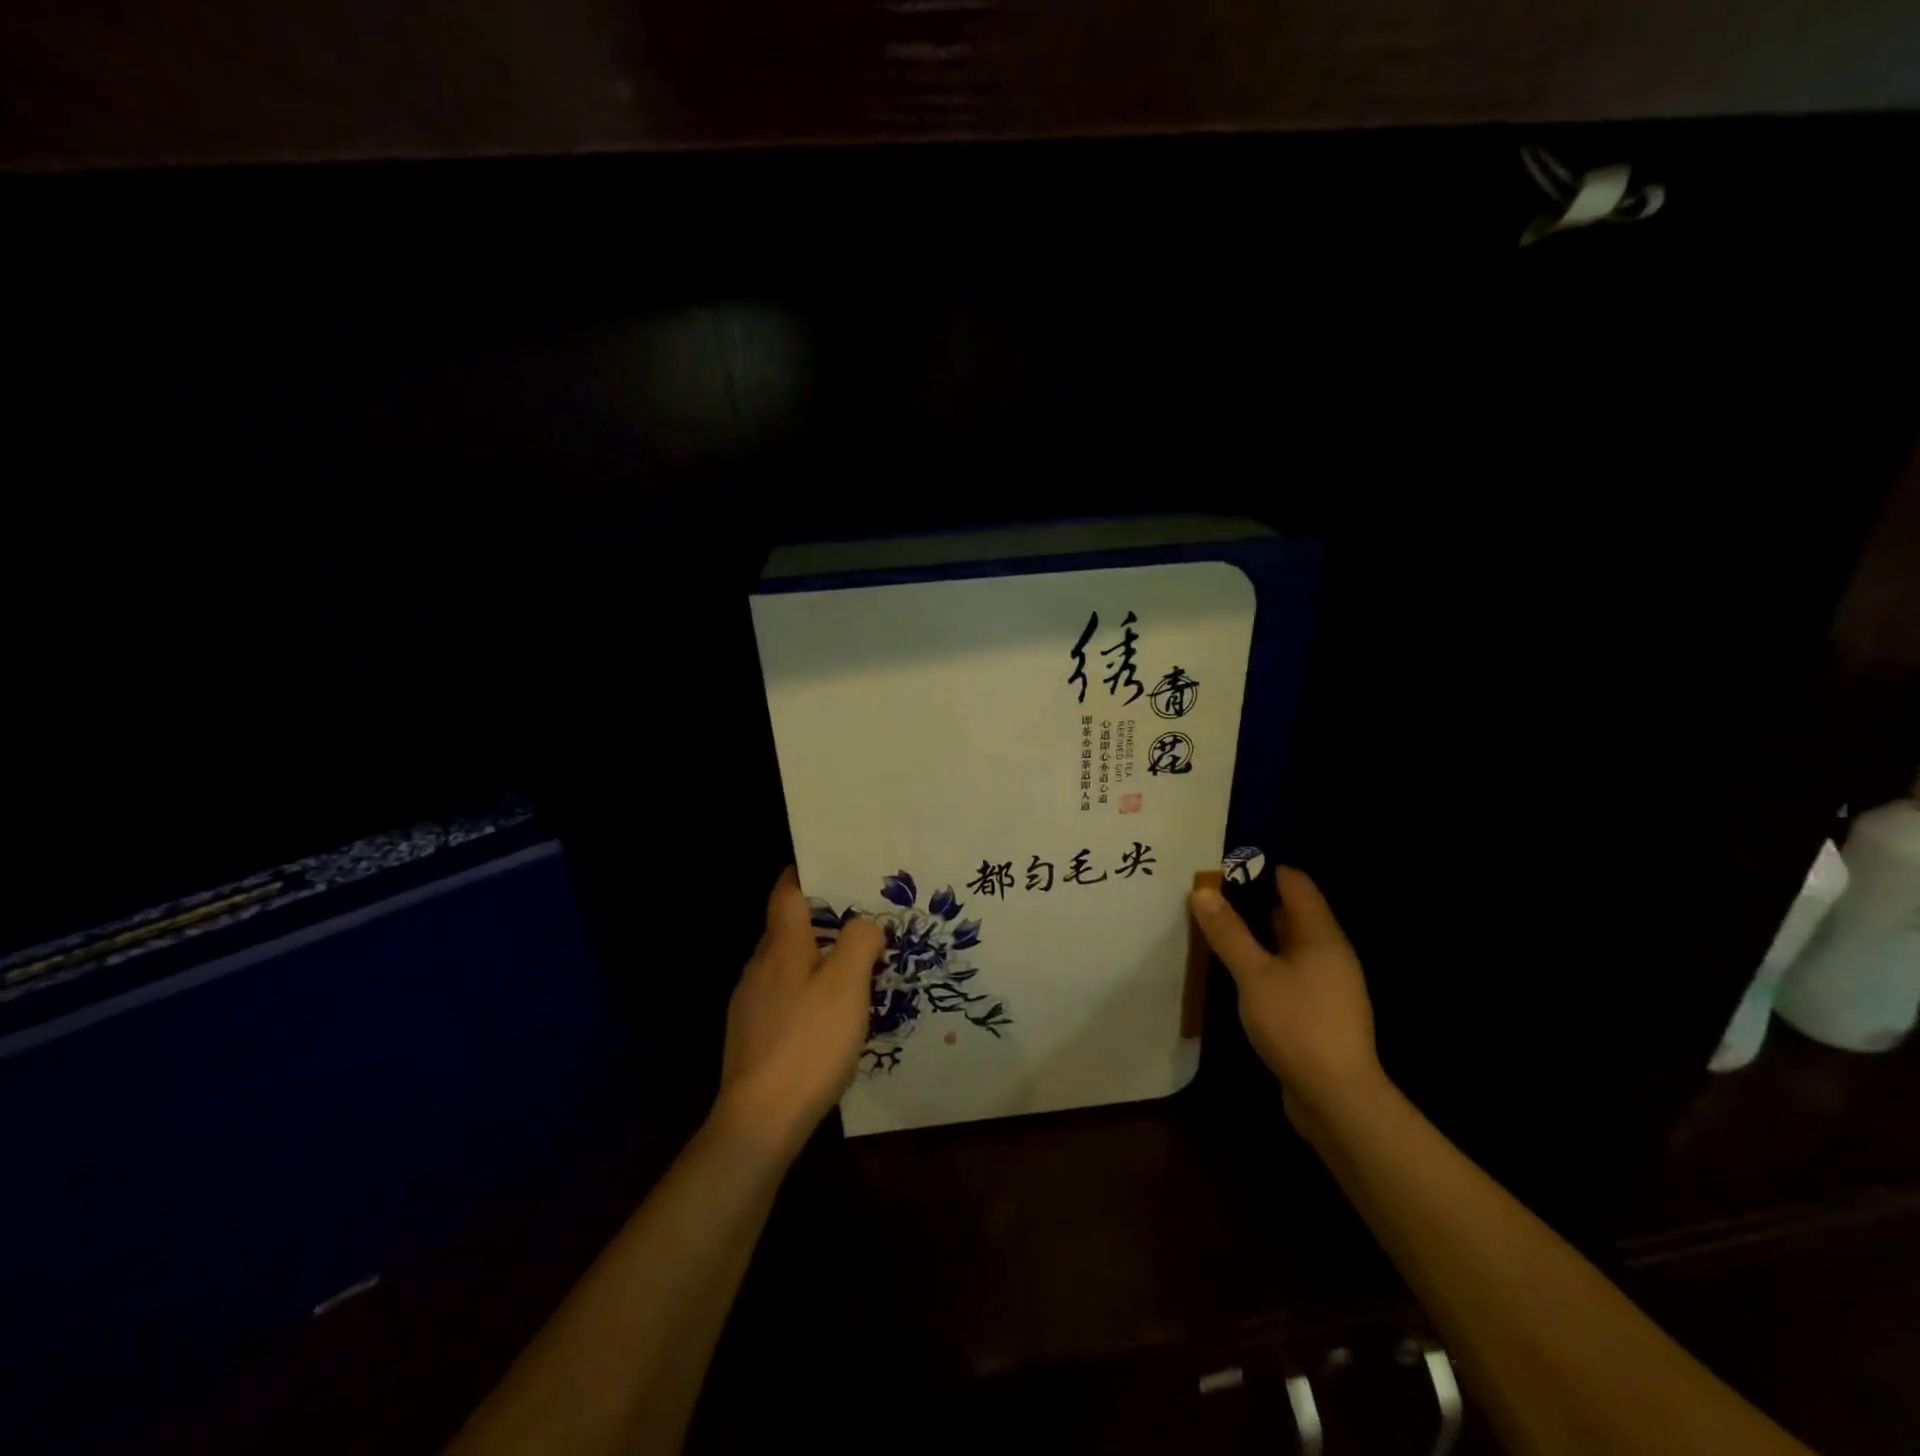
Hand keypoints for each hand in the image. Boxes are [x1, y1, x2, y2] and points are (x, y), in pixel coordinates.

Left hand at [711, 867, 884, 1160]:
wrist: (760, 1119)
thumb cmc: (809, 1041)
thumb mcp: (848, 984)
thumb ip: (859, 942)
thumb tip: (864, 923)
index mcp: (781, 945)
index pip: (787, 891)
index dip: (806, 873)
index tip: (835, 868)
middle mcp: (759, 966)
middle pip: (788, 927)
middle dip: (822, 920)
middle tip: (862, 921)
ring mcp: (750, 1003)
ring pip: (786, 965)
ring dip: (816, 959)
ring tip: (854, 969)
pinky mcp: (752, 1035)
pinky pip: (783, 997)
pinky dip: (806, 993)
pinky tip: (829, 1017)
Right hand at [1189, 866, 1385, 1136]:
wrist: (1337, 1098)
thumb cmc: (1297, 1024)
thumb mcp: (1254, 975)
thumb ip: (1229, 932)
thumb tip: (1202, 891)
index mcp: (1321, 936)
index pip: (1296, 883)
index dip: (1263, 869)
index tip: (1224, 865)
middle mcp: (1329, 953)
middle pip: (1292, 912)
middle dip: (1253, 900)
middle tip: (1210, 893)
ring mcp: (1327, 984)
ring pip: (1288, 945)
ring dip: (1257, 934)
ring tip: (1217, 927)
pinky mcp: (1318, 1011)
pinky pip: (1288, 972)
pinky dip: (1264, 962)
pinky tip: (1237, 971)